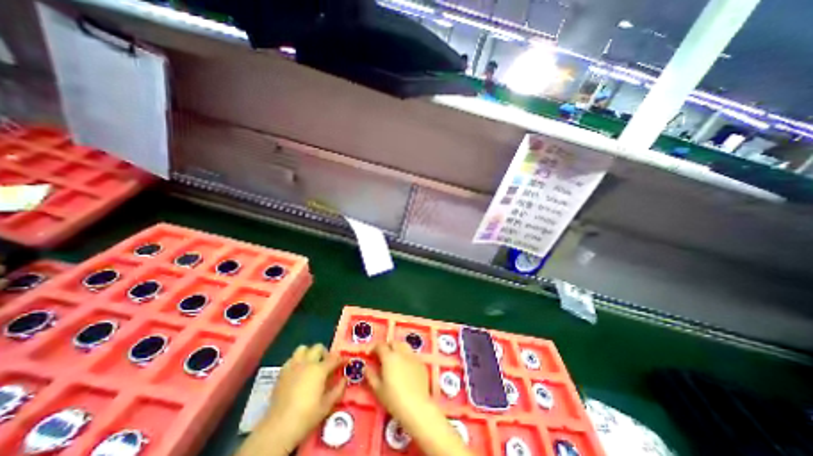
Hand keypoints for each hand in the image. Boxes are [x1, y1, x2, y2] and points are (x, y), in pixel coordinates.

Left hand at [238, 344, 344, 455]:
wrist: (278, 428)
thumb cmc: (306, 416)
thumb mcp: (327, 405)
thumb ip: (338, 389)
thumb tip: (344, 379)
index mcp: (319, 369)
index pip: (334, 358)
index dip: (342, 359)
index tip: (346, 361)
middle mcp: (307, 363)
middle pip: (318, 348)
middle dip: (325, 353)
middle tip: (327, 363)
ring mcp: (293, 366)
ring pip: (303, 349)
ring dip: (309, 353)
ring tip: (311, 364)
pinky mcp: (281, 373)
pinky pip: (291, 359)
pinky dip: (297, 361)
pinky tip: (298, 372)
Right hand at [366, 342, 433, 419]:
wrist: (417, 407)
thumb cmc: (394, 399)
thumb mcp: (378, 389)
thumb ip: (370, 376)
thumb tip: (366, 367)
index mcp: (389, 357)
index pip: (380, 345)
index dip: (373, 347)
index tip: (369, 354)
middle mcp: (401, 353)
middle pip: (393, 343)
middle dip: (386, 346)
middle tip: (381, 356)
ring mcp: (413, 357)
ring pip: (404, 346)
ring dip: (397, 349)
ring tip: (393, 359)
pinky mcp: (421, 363)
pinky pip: (411, 355)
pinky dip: (406, 357)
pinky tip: (404, 368)